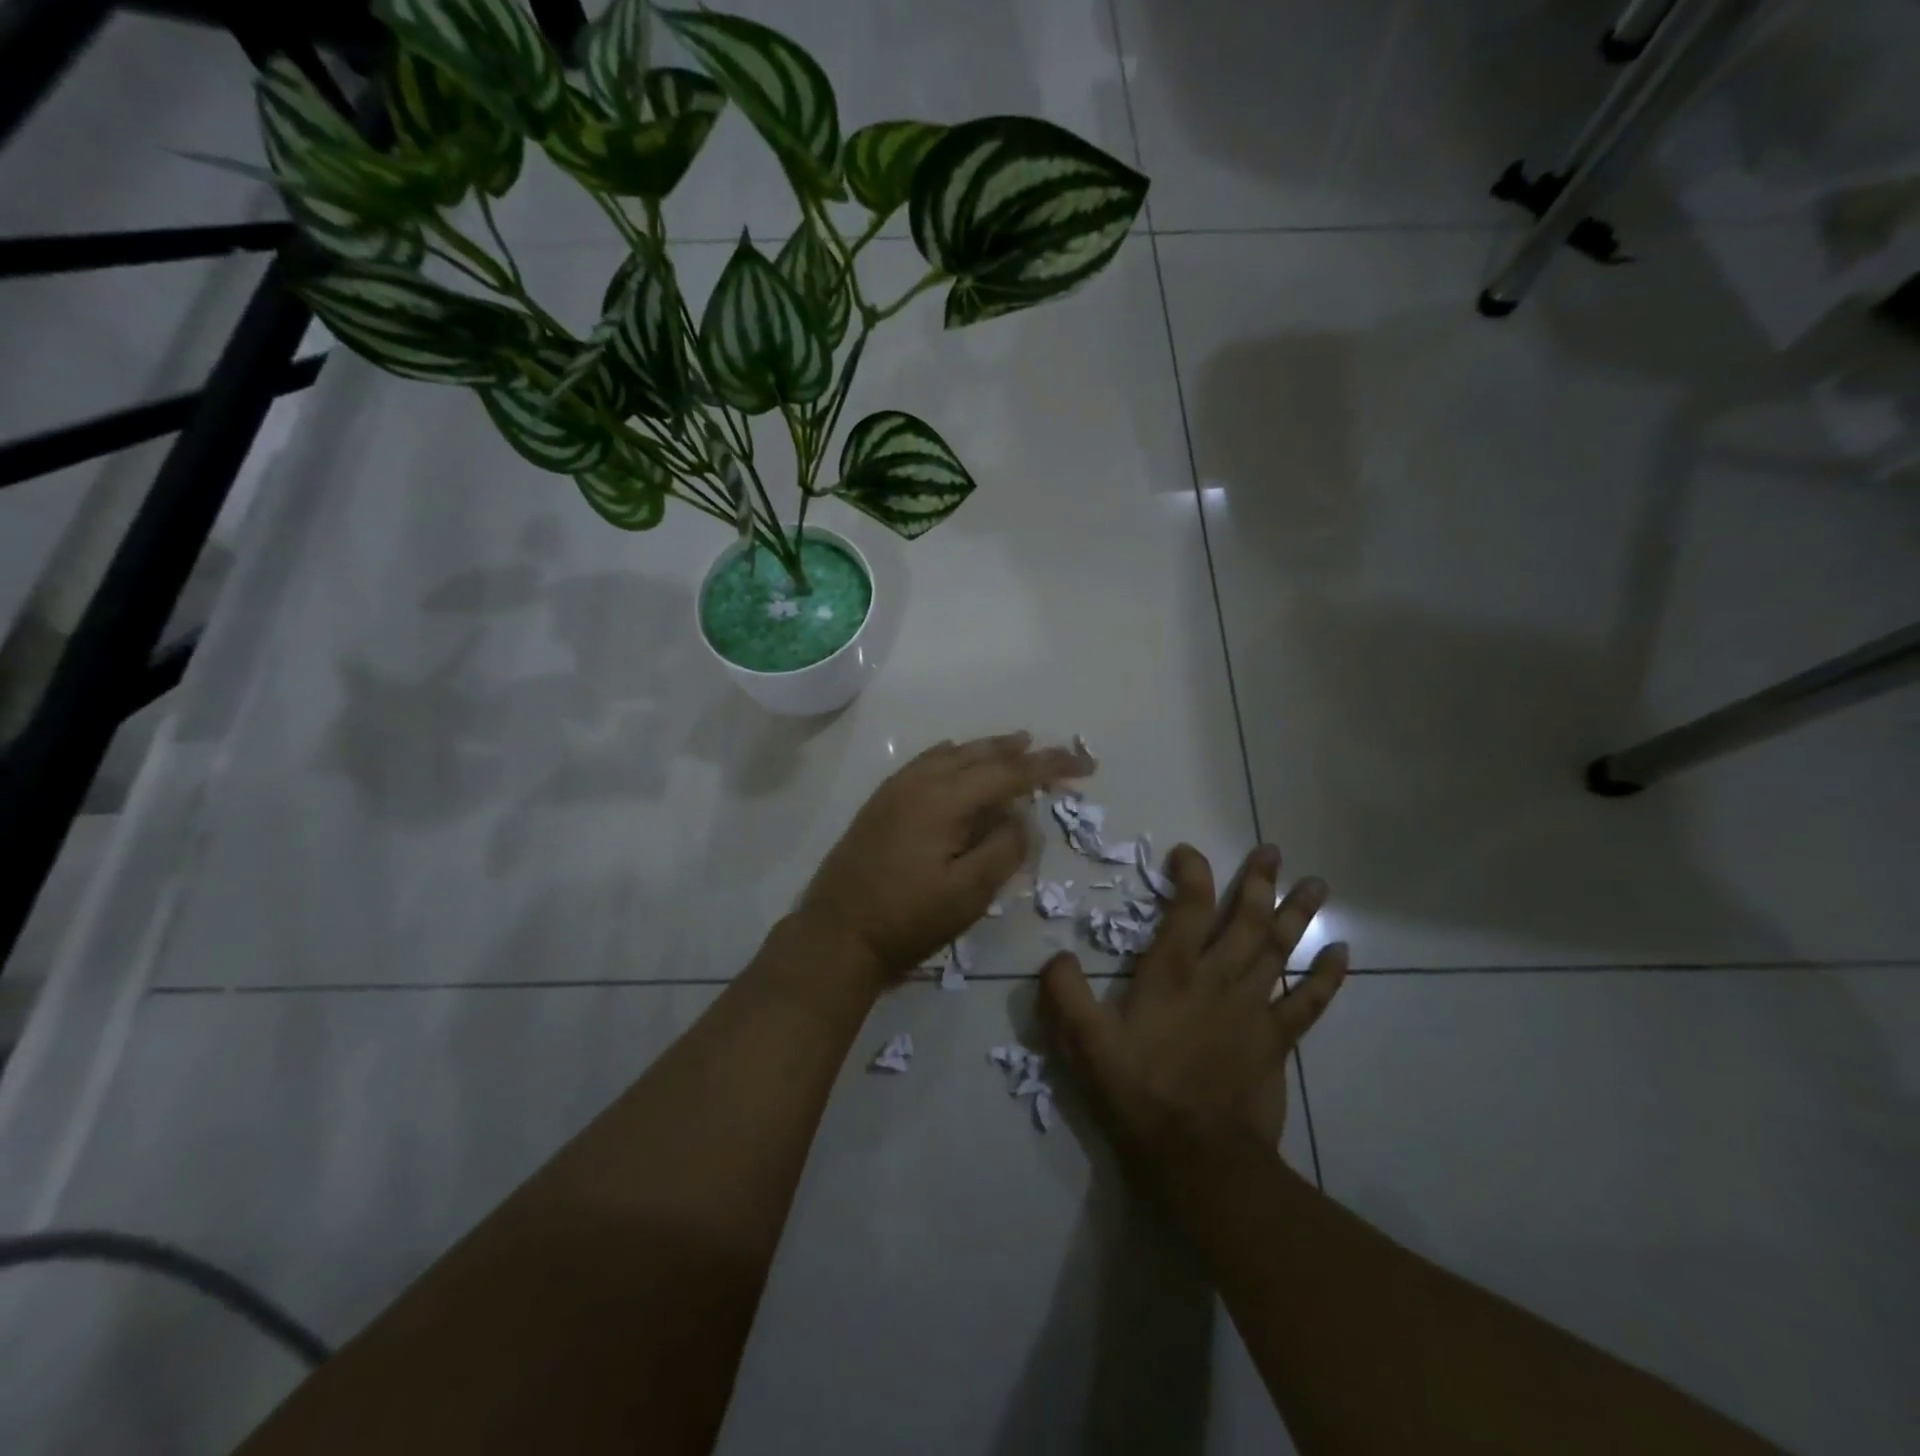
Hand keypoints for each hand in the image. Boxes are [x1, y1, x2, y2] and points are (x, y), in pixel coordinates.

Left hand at [799, 732, 1096, 978]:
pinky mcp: (881, 803)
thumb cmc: (906, 919)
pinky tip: (959, 761)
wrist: (836, 935)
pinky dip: (954, 757)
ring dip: (987, 750)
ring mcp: (895, 790)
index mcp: (943, 799)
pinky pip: (927, 763)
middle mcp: (919, 782)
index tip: (1085, 764)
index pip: (1008, 772)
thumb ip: (1004, 849)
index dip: (1050, 766)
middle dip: (1021, 752)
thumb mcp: (968, 894)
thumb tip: (1023, 817)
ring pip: (951, 754)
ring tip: (1016, 746)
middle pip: (979, 754)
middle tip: (1056, 754)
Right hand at [1042, 843, 1346, 1180]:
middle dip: (1258, 882)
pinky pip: (1307, 1003)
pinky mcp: (1275, 1040)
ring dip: (1297, 914)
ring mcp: (1252, 1008)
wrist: (1197, 1157)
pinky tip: (1342, 952)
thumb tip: (1058, 956)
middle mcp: (1217, 979)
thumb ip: (1065, 994)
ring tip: (1316, 883)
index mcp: (1172, 974)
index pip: (1188, 909)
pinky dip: (1327, 977)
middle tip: (1272, 850)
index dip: (1192, 874)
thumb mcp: (1084, 1044)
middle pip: (1245, 920)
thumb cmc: (1138, 1093)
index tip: (1188, 852)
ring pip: (1279, 950)